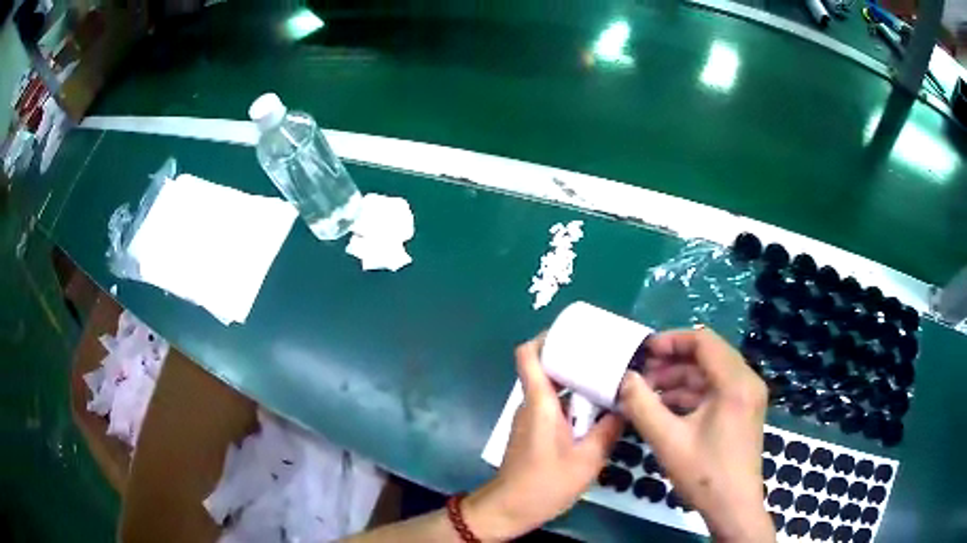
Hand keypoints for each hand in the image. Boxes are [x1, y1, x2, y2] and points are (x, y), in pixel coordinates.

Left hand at [464, 336, 623, 540]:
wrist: (510, 509)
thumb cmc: (545, 483)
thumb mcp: (587, 459)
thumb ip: (609, 430)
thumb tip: (626, 406)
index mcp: (540, 402)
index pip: (528, 355)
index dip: (546, 337)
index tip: (574, 334)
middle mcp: (531, 404)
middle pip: (545, 367)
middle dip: (573, 358)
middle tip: (606, 356)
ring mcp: (530, 418)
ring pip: (551, 388)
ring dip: (575, 382)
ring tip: (607, 380)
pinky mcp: (533, 432)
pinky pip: (552, 405)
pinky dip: (571, 402)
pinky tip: (595, 411)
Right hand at [619, 328, 773, 541]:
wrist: (733, 506)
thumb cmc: (704, 474)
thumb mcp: (668, 441)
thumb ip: (642, 405)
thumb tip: (625, 378)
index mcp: (735, 382)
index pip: (703, 341)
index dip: (671, 341)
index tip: (643, 352)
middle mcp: (747, 381)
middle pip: (707, 355)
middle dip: (672, 363)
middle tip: (642, 376)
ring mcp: (748, 396)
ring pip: (711, 374)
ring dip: (680, 380)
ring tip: (648, 394)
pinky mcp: (744, 410)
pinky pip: (716, 390)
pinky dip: (691, 394)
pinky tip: (666, 409)